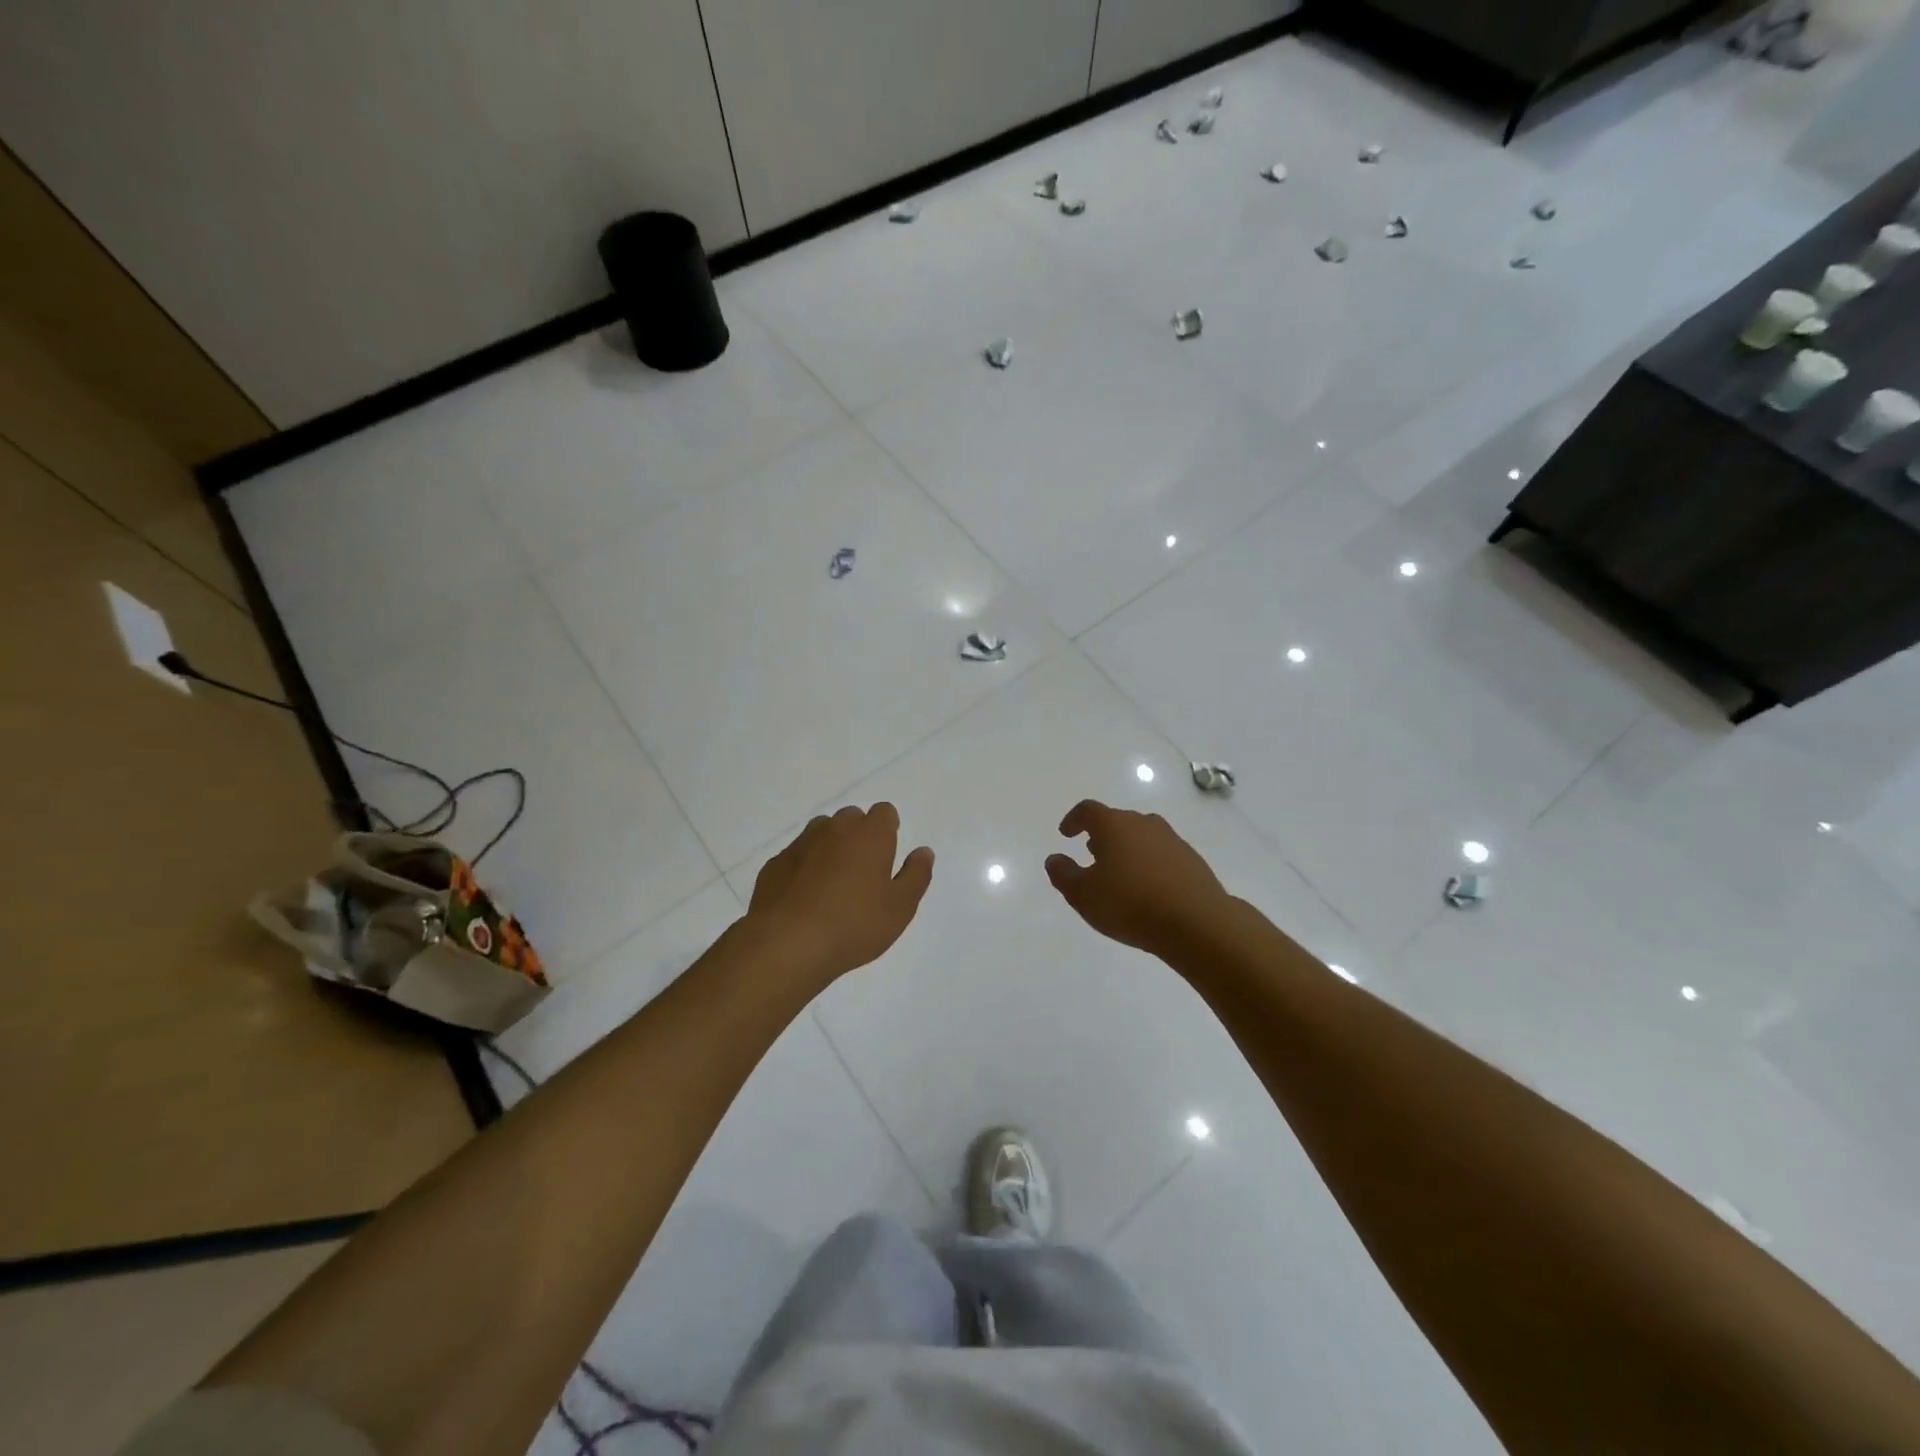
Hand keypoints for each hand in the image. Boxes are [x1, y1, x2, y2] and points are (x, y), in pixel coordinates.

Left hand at [747, 803, 934, 981]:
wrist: (786, 944)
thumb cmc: (854, 925)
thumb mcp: (900, 908)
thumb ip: (916, 876)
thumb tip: (923, 852)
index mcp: (870, 835)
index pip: (884, 812)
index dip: (888, 829)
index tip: (888, 853)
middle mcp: (835, 829)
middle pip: (851, 818)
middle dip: (859, 836)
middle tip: (863, 873)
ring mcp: (801, 844)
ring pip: (821, 832)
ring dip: (830, 847)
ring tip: (833, 884)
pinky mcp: (775, 863)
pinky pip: (797, 855)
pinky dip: (804, 867)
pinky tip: (805, 897)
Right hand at [1045, 800, 1232, 956]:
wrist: (1197, 922)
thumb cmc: (1129, 903)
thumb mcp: (1082, 894)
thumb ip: (1063, 874)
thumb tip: (1055, 858)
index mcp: (1114, 825)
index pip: (1088, 810)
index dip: (1073, 820)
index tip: (1066, 834)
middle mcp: (1143, 824)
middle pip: (1117, 821)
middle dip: (1102, 835)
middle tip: (1091, 854)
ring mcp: (1172, 840)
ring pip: (1142, 837)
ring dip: (1127, 849)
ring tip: (1120, 873)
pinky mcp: (1192, 860)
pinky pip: (1162, 854)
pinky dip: (1150, 864)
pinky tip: (1148, 888)